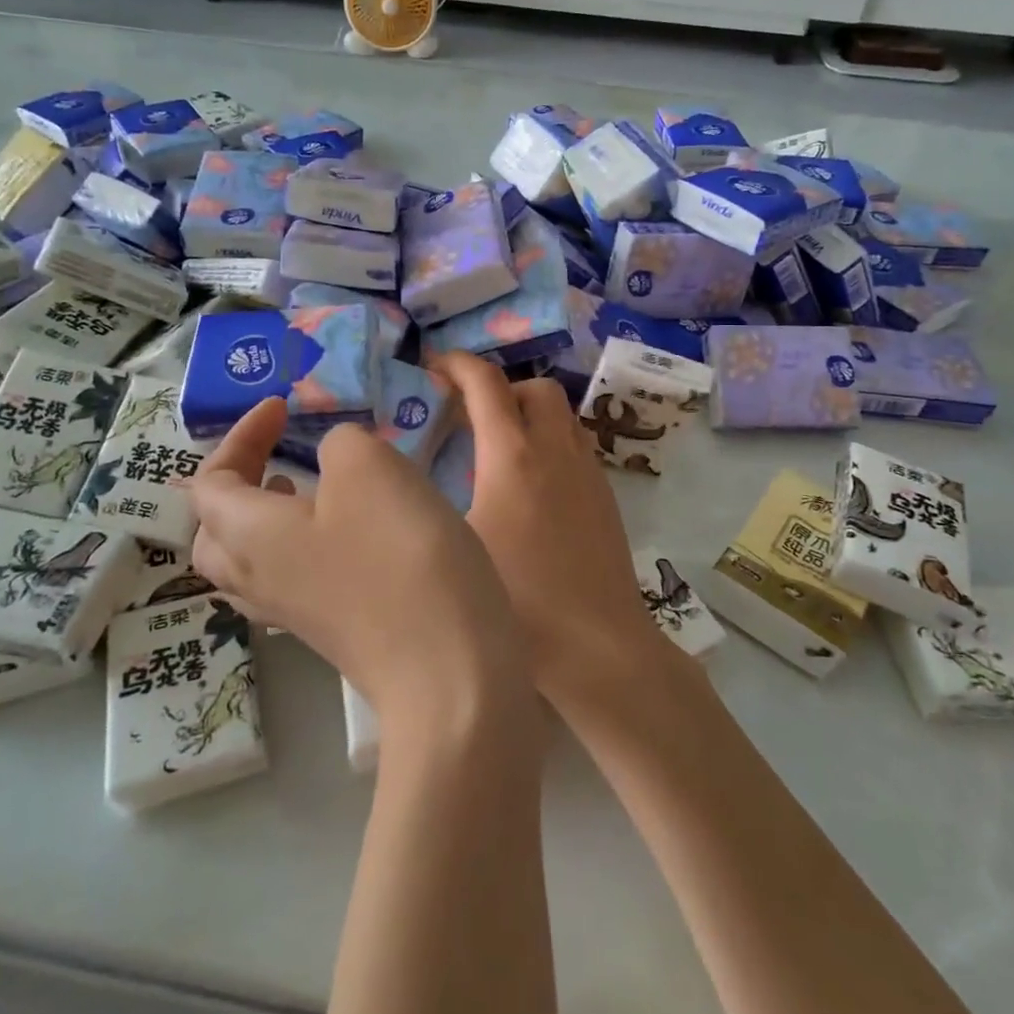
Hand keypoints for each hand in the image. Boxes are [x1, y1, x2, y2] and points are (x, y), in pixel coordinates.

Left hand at [188, 398, 533, 734]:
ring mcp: (292, 613)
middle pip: (214, 532)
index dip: (239, 435)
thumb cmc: (399, 554)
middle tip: (278, 459)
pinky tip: (350, 533)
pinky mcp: (330, 632)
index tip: (283, 407)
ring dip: (266, 518)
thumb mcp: (369, 467)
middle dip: (237, 485)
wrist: (448, 668)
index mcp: (247, 536)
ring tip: (307, 489)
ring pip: (249, 560)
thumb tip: (335, 456)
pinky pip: (291, 579)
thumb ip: (339, 443)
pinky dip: (302, 546)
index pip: (210, 481)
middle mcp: (256, 579)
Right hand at [430, 353, 680, 708]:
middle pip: (534, 387)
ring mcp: (588, 473)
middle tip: (468, 416)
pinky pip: (576, 445)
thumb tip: (407, 482)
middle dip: (499, 387)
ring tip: (498, 449)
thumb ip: (432, 504)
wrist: (600, 649)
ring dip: (529, 413)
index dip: (457, 364)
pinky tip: (530, 487)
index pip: (485, 384)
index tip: (433, 368)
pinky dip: (550, 442)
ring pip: (562, 414)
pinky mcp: (606, 497)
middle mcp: (556, 451)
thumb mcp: (456, 549)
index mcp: (513, 457)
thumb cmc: (521, 604)